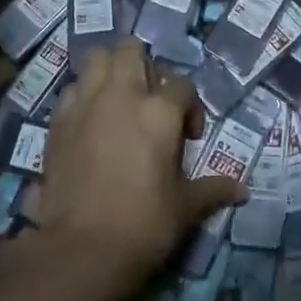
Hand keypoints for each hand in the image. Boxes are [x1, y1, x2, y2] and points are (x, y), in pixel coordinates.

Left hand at [31, 42, 246, 288]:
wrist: (81, 250)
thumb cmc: (143, 225)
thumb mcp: (185, 208)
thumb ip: (213, 189)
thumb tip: (243, 190)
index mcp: (159, 111)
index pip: (182, 85)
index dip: (190, 106)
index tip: (187, 137)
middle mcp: (122, 95)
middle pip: (132, 50)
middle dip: (144, 66)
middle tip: (150, 100)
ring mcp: (85, 104)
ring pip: (96, 59)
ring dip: (110, 71)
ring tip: (118, 100)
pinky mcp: (57, 122)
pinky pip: (72, 90)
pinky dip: (83, 95)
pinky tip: (90, 122)